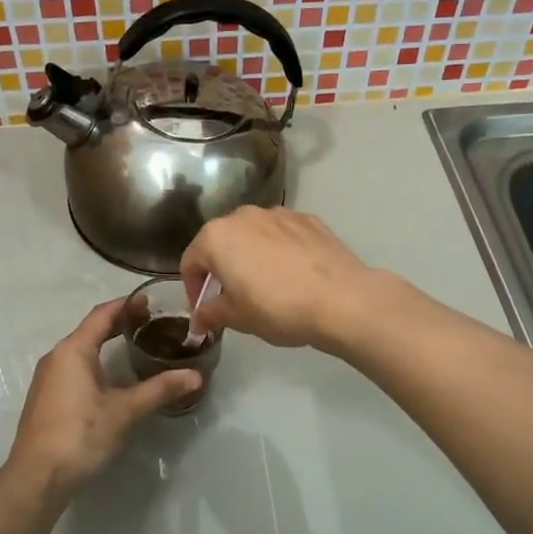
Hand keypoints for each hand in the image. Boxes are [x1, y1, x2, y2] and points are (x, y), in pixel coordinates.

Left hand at [6, 298, 199, 497]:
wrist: (37, 477)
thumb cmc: (81, 434)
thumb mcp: (125, 411)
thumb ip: (160, 390)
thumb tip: (195, 376)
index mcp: (73, 350)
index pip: (102, 314)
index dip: (127, 304)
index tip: (151, 302)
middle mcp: (57, 356)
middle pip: (91, 329)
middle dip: (119, 323)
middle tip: (152, 324)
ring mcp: (48, 378)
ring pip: (81, 349)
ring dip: (106, 343)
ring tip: (137, 346)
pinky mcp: (46, 397)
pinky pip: (73, 367)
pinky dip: (95, 361)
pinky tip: (112, 377)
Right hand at [180, 207, 378, 350]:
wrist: (341, 299)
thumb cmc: (278, 308)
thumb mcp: (238, 318)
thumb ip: (211, 313)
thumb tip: (198, 320)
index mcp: (217, 236)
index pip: (191, 261)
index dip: (193, 288)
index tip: (204, 310)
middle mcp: (243, 215)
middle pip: (221, 241)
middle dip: (221, 268)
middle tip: (232, 297)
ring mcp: (278, 213)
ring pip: (253, 234)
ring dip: (250, 255)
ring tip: (265, 285)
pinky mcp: (308, 219)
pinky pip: (282, 234)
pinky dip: (279, 250)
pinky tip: (293, 275)